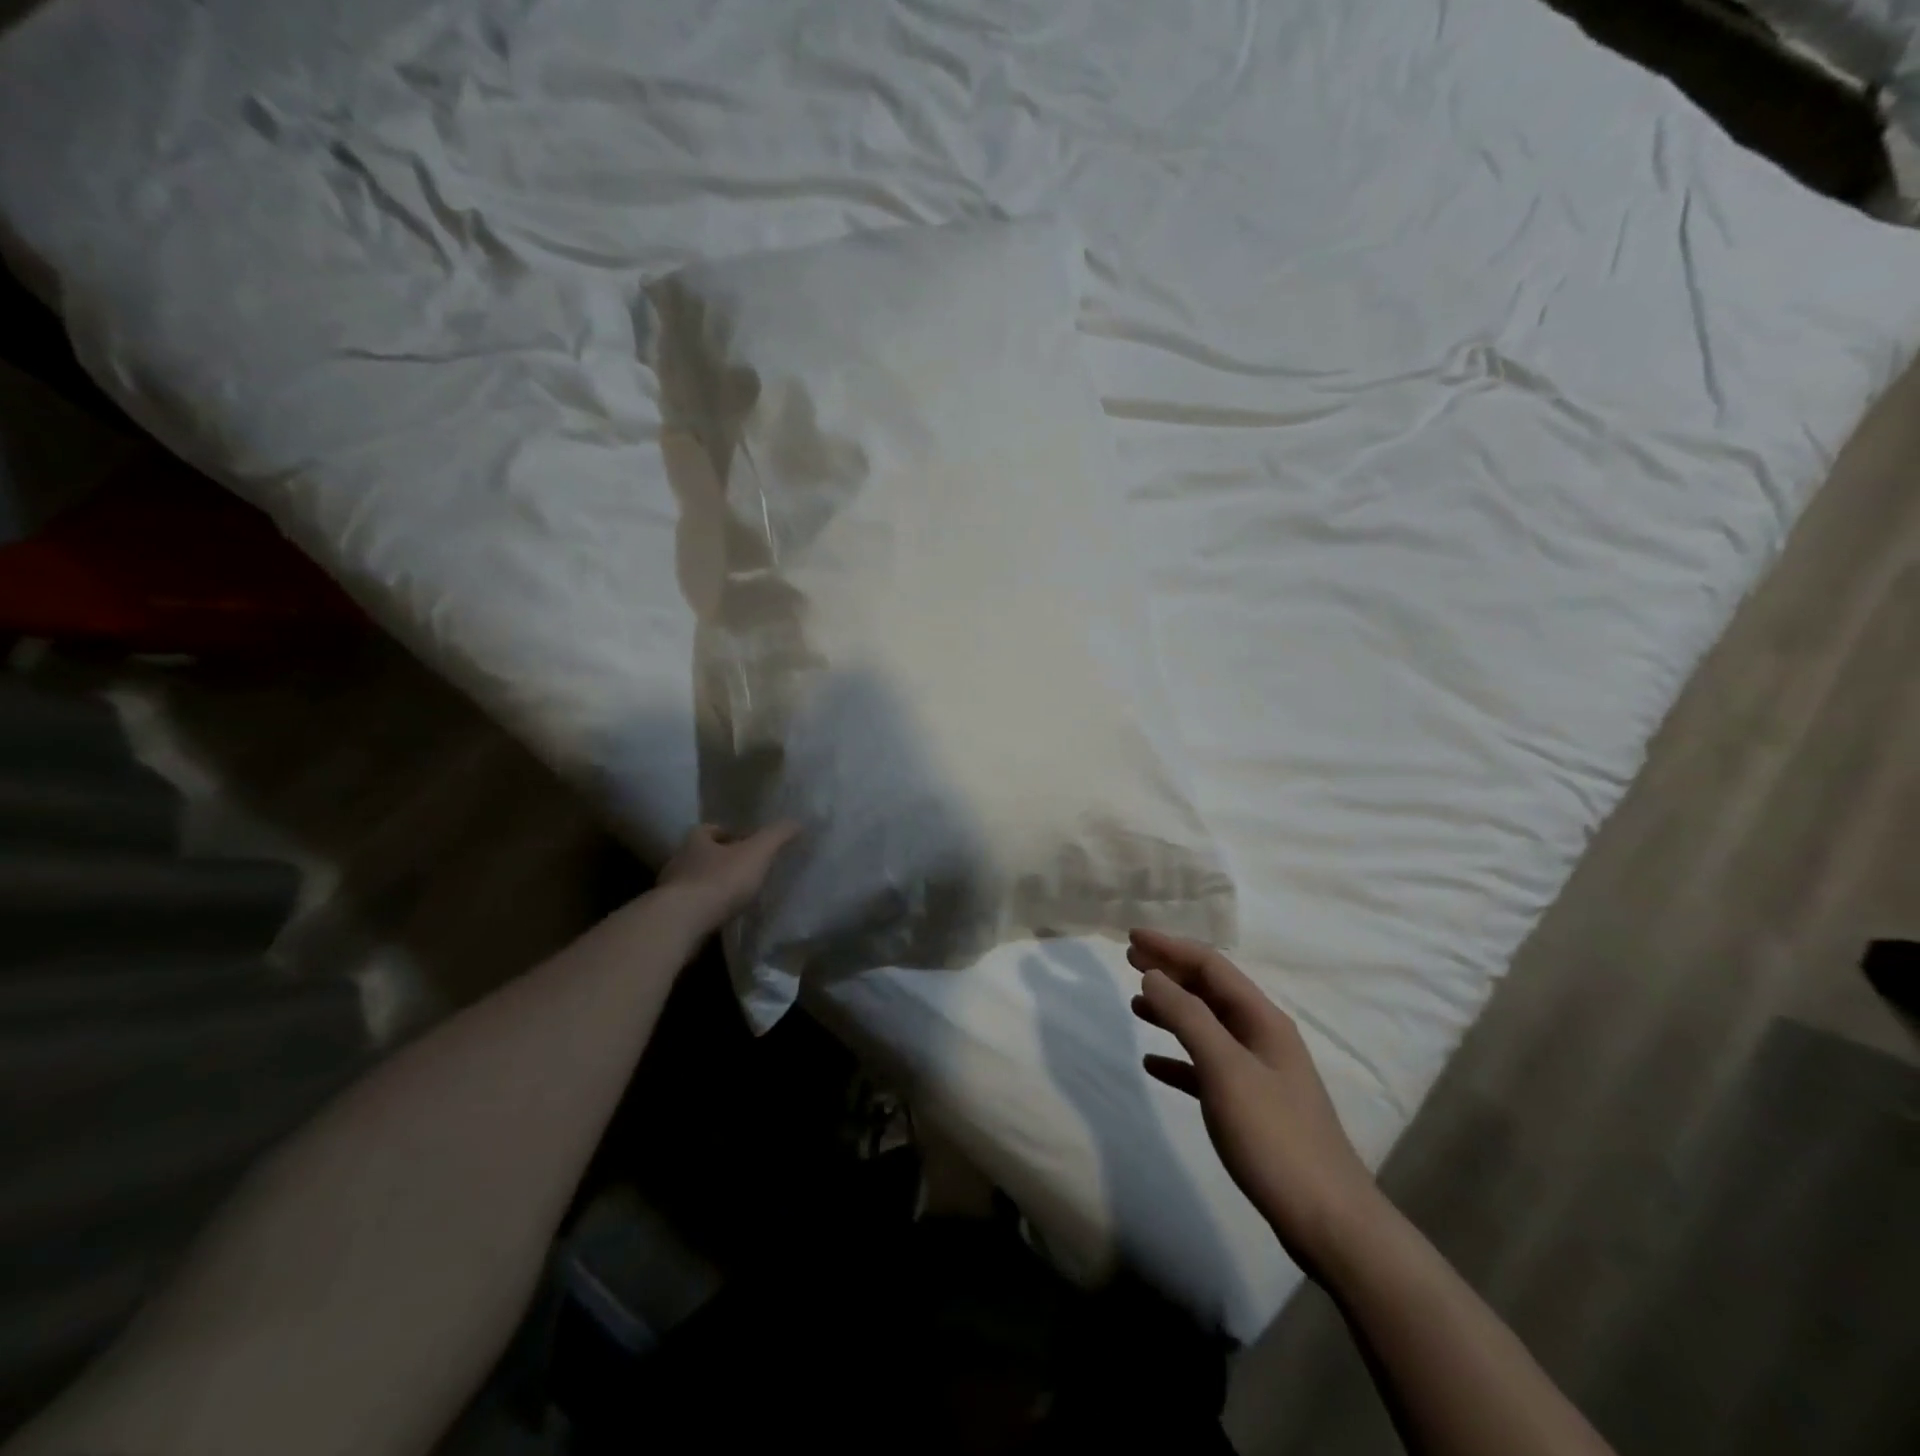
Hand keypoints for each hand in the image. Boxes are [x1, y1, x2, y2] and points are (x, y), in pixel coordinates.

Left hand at [657, 822, 799, 931]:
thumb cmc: (720, 880)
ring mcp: (670, 890)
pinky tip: (721, 918)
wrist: (681, 923)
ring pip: (695, 882)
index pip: (711, 830)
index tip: (747, 844)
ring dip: (713, 887)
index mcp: (696, 840)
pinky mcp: (669, 916)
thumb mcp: (756, 853)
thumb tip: (797, 821)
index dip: (729, 834)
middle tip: (745, 870)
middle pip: (702, 856)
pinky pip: (690, 908)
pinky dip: (705, 910)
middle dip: (721, 861)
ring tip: (736, 897)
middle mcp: (679, 861)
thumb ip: (776, 836)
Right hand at [1129, 928, 1380, 1272]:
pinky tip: (1153, 1064)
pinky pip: (1207, 1067)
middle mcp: (1262, 1037)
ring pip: (1207, 1026)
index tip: (1132, 937)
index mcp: (1262, 1019)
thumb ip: (1188, 1018)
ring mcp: (1258, 1073)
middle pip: (1209, 991)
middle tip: (1130, 960)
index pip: (1210, 966)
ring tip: (1135, 1004)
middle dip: (1170, 972)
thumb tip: (1153, 976)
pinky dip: (1178, 1058)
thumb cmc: (1274, 1136)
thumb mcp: (1225, 1069)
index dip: (1170, 947)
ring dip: (1172, 1010)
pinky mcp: (1251, 1107)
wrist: (1327, 1221)